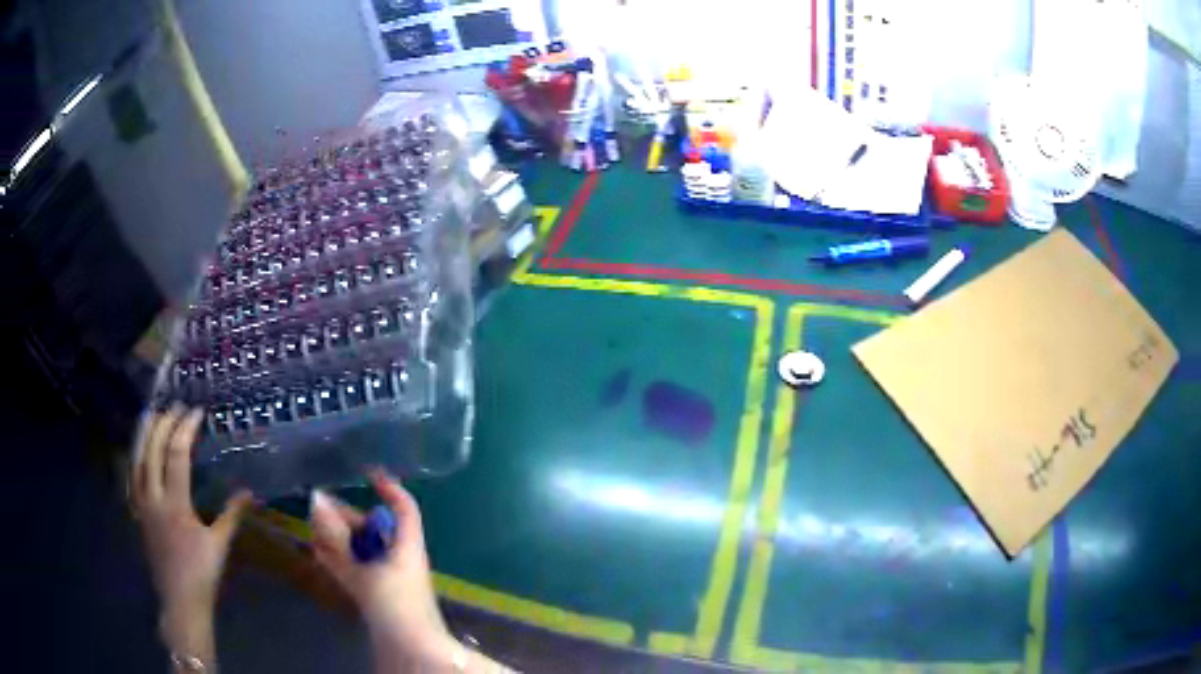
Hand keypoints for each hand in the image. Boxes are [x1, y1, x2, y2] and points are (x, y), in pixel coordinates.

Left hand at [131, 404, 252, 658]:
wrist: (179, 601)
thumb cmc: (202, 574)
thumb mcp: (219, 546)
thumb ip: (231, 515)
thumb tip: (249, 492)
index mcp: (175, 504)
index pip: (177, 455)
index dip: (186, 429)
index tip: (196, 412)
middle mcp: (153, 497)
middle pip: (153, 450)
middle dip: (163, 424)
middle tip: (175, 407)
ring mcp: (141, 504)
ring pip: (137, 459)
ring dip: (144, 434)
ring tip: (152, 415)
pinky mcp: (137, 513)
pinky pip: (131, 476)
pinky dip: (135, 457)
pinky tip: (139, 450)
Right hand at [310, 470, 458, 669]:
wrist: (412, 653)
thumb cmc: (396, 605)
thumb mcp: (364, 570)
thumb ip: (337, 539)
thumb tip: (315, 500)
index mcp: (407, 546)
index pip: (404, 507)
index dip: (389, 487)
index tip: (366, 472)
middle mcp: (399, 559)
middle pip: (373, 528)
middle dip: (346, 515)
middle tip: (314, 505)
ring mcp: (388, 579)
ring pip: (360, 550)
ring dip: (337, 538)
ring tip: (310, 526)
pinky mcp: (378, 598)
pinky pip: (355, 570)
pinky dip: (337, 559)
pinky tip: (317, 552)